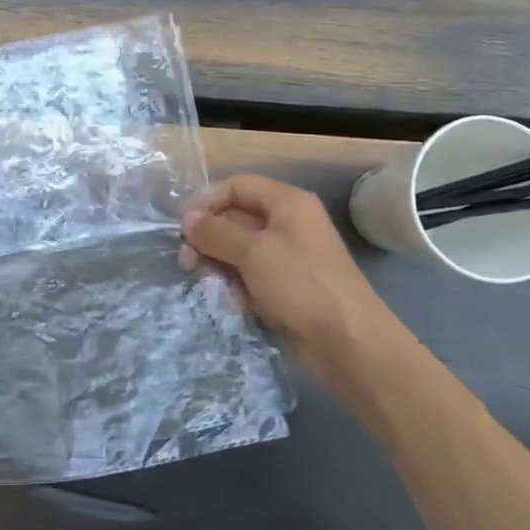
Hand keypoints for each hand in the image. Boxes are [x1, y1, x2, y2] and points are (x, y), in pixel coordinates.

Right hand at [180, 175, 405, 377]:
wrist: (347, 342)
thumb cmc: (301, 284)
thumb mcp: (253, 252)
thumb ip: (216, 232)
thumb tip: (186, 219)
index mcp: (286, 203)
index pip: (237, 187)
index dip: (207, 201)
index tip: (182, 226)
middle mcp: (286, 224)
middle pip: (235, 218)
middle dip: (209, 237)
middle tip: (186, 261)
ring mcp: (285, 257)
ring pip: (238, 250)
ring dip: (218, 264)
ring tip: (205, 283)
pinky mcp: (283, 287)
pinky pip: (249, 276)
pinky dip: (235, 286)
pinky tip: (230, 301)